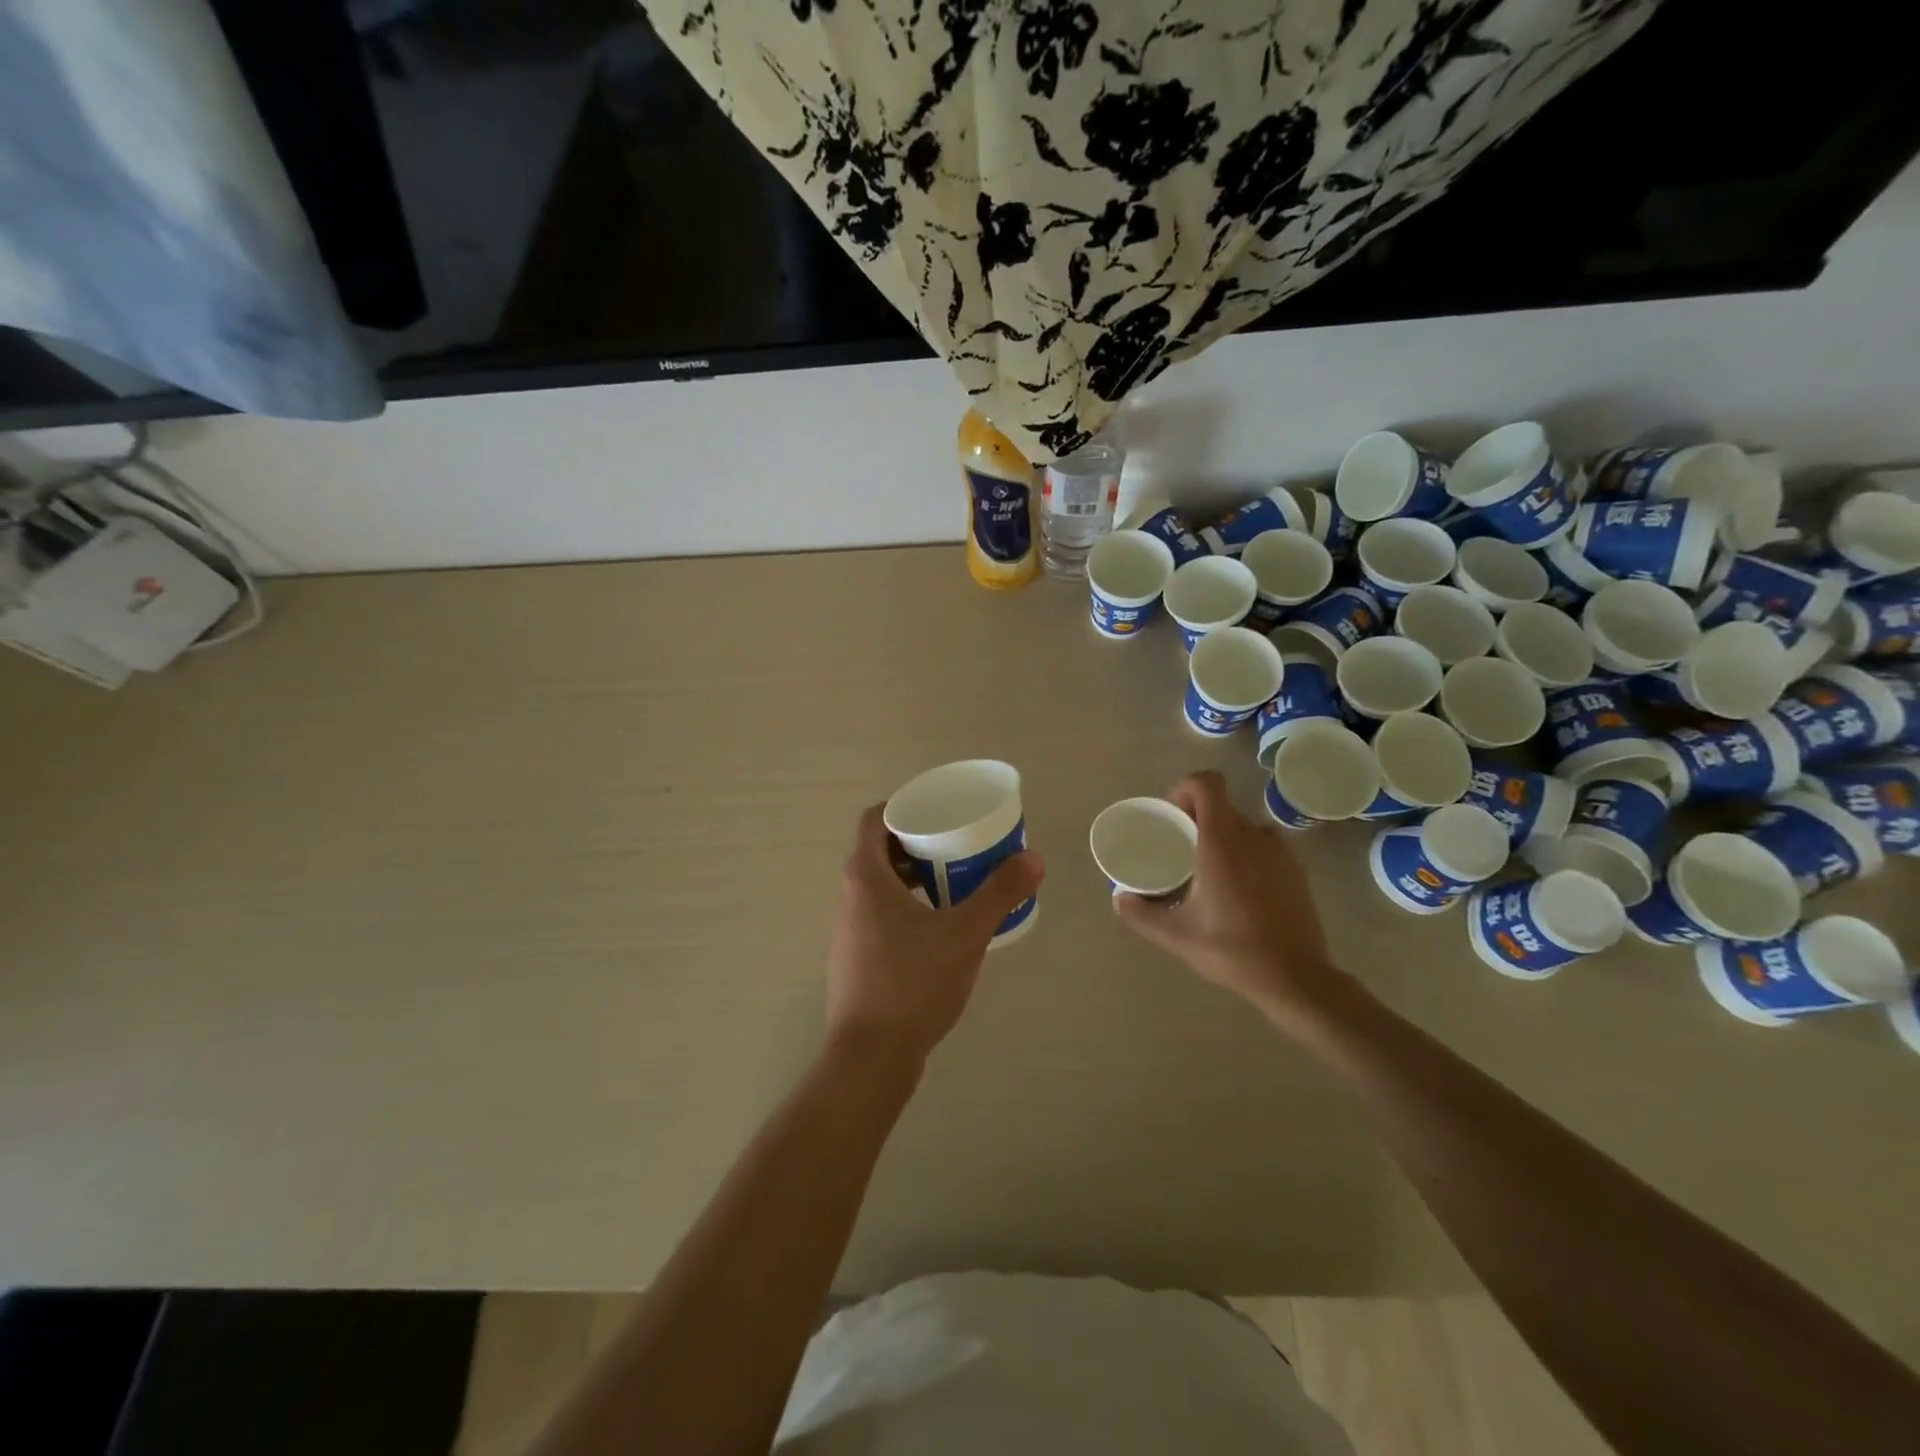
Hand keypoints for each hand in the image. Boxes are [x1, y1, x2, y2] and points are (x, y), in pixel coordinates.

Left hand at [826, 804, 1044, 1068]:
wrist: (871, 1056)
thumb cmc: (913, 983)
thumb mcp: (965, 934)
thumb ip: (1000, 893)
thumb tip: (1034, 858)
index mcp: (866, 876)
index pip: (875, 818)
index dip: (905, 806)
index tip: (940, 810)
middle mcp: (849, 895)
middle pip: (880, 849)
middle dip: (919, 841)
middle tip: (959, 843)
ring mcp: (848, 928)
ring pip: (880, 883)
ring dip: (914, 874)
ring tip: (956, 880)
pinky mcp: (855, 955)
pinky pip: (880, 911)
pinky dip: (907, 904)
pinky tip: (940, 926)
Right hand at [1114, 772, 1346, 1024]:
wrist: (1297, 978)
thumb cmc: (1232, 951)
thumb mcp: (1177, 936)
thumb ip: (1141, 914)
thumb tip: (1118, 898)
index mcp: (1221, 843)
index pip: (1207, 783)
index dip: (1185, 788)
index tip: (1172, 816)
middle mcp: (1252, 837)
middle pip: (1221, 805)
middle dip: (1197, 817)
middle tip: (1181, 848)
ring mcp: (1279, 851)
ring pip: (1243, 824)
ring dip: (1223, 834)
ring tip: (1209, 868)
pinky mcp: (1296, 869)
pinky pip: (1264, 843)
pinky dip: (1247, 851)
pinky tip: (1239, 886)